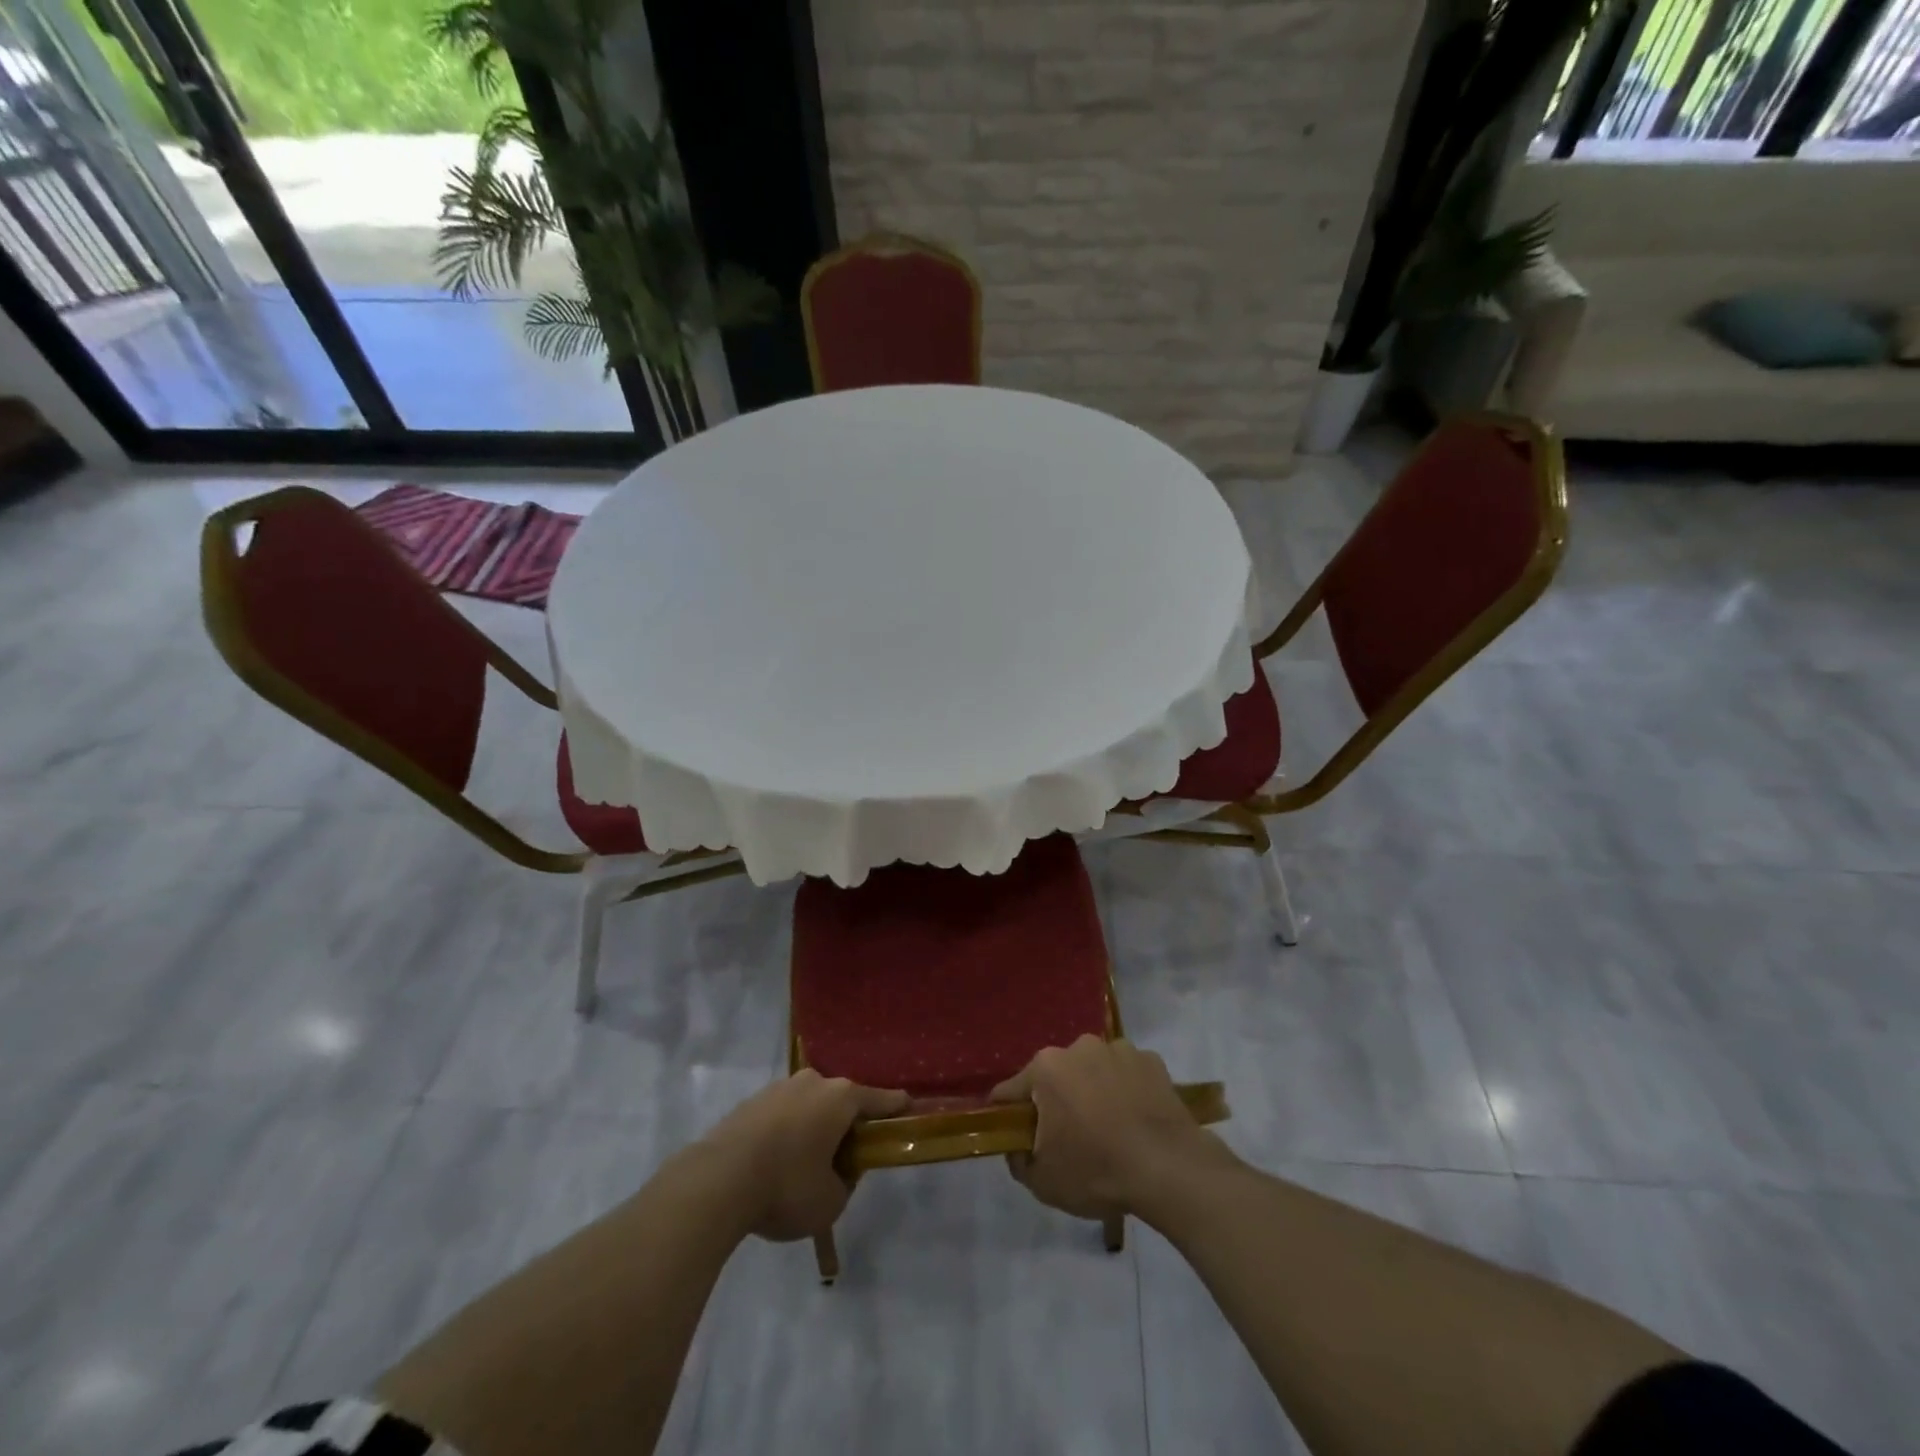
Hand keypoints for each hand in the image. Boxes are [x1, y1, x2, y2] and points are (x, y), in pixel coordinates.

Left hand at [697, 1070, 907, 1241]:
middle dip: (846, 1125)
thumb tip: (838, 1172)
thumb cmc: (786, 1187)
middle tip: (846, 1158)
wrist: (717, 1181)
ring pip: (808, 1107)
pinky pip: (781, 1116)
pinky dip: (786, 1134)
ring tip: (805, 1166)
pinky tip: (776, 1164)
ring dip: (813, 1129)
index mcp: (841, 1098)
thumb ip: (845, 1184)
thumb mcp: (831, 1202)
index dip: (896, 1108)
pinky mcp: (751, 1102)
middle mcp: (813, 1082)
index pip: (880, 1100)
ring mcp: (779, 1088)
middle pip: (841, 1101)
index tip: (909, 1107)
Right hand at [991, 1035, 1235, 1220]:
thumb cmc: (1098, 1172)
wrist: (1170, 1169)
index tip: (1018, 1137)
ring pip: (1092, 1070)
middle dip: (1056, 1100)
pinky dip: (1126, 1089)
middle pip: (1055, 1075)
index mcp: (1046, 1068)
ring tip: (1109, 1129)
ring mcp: (1118, 1049)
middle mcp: (1078, 1047)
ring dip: (1093, 1090)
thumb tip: (1018, 1145)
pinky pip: (1126, 1073)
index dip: (1009, 1116)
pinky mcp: (1151, 1060)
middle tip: (1069, 1137)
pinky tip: (1136, 1119)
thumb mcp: (1043, 1181)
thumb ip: (1018, 1158)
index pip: (1010, 1091)